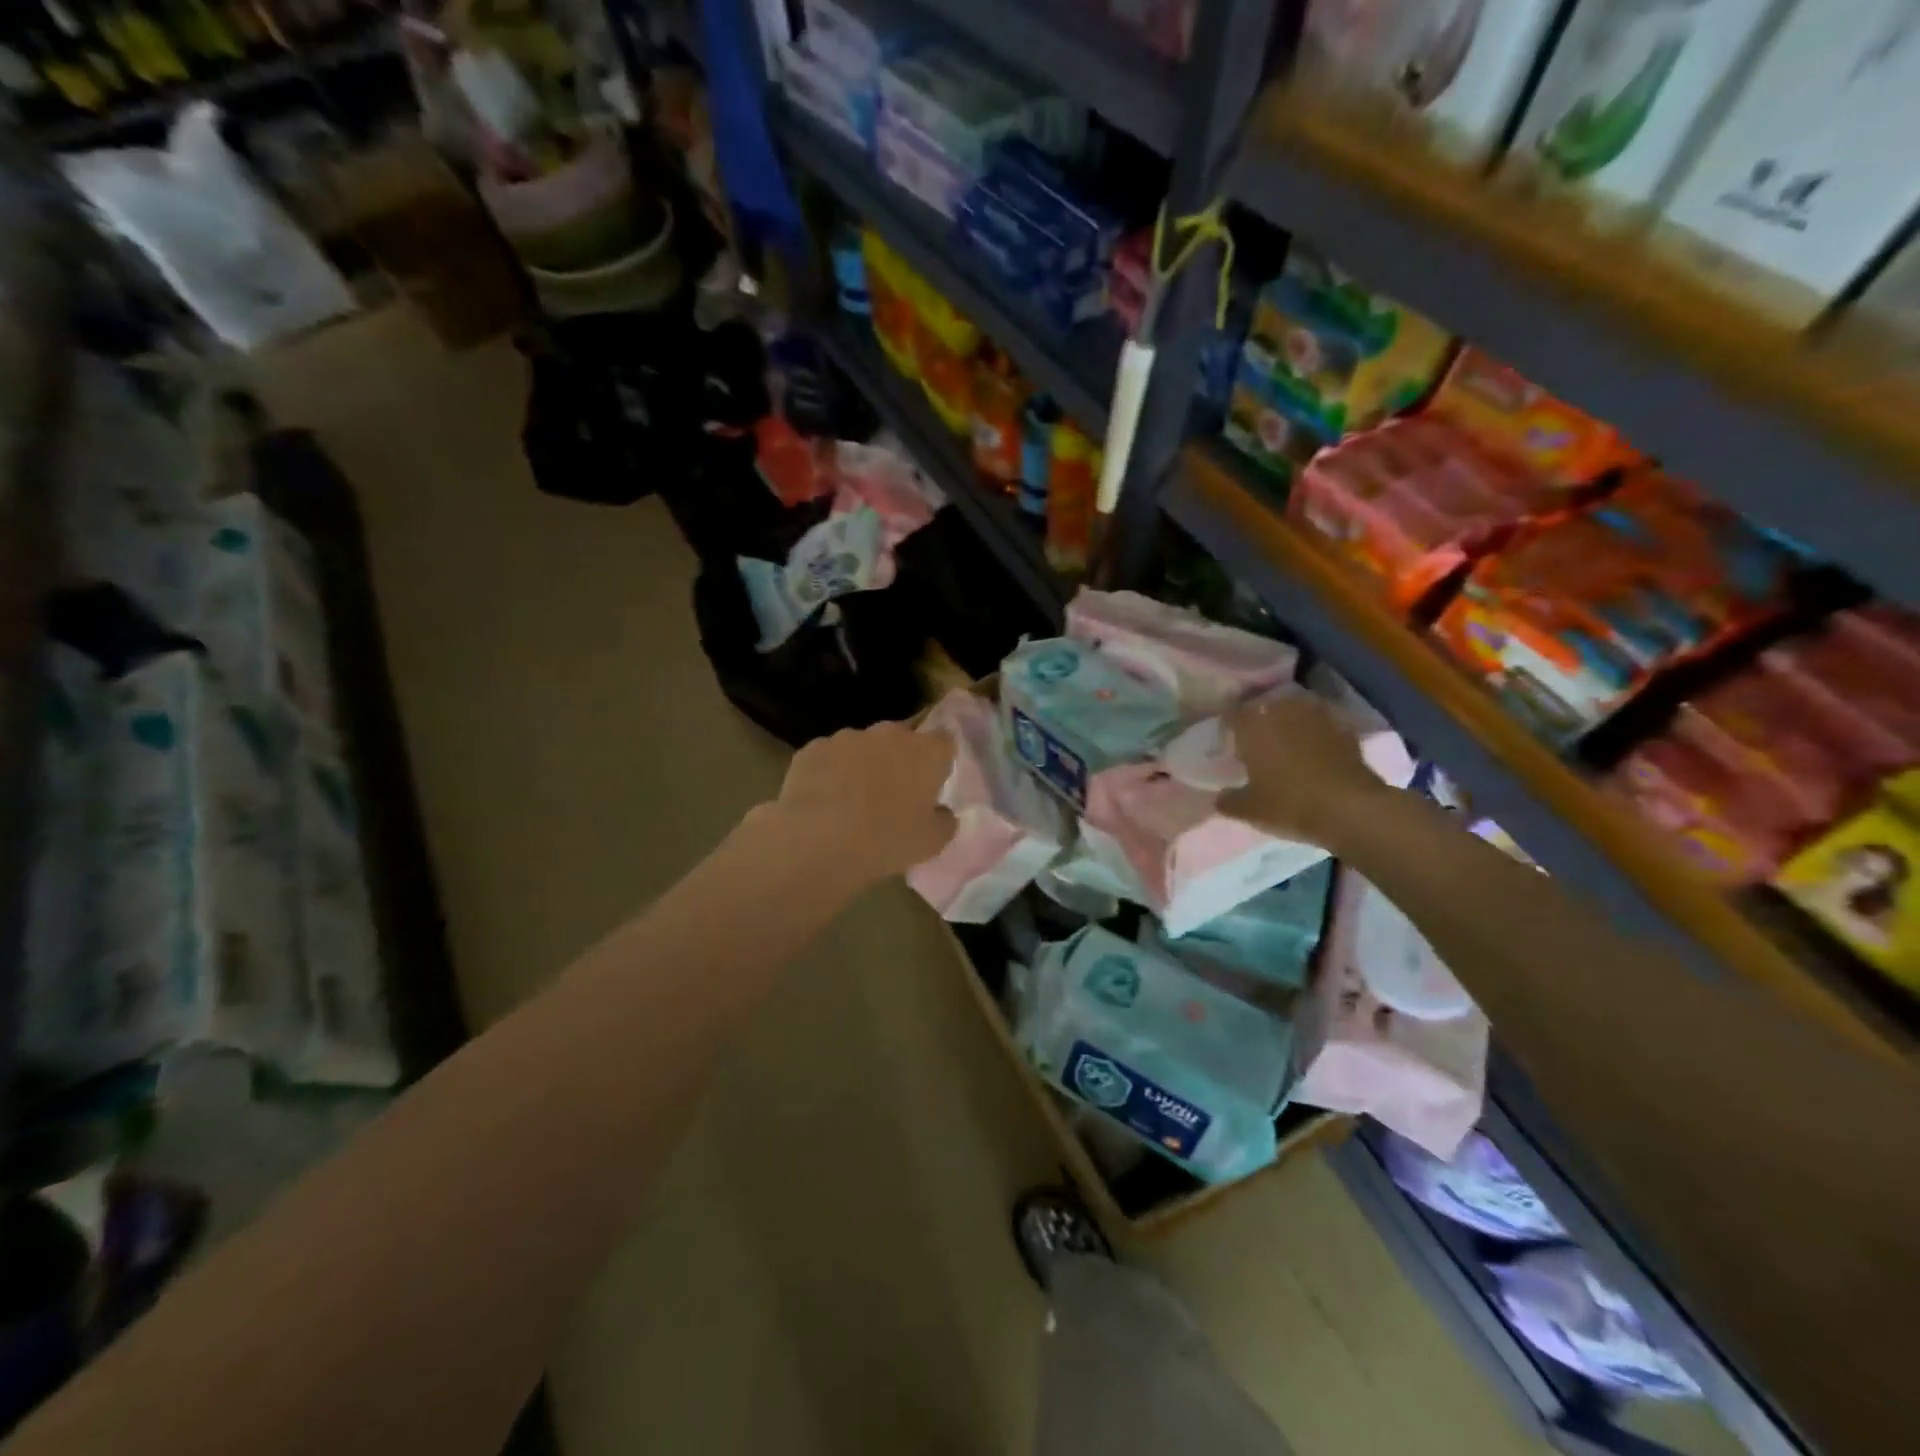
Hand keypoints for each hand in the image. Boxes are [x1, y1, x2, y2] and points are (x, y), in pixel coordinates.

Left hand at [765, 720, 955, 883]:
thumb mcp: (932, 843)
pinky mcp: (813, 748)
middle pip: (902, 738)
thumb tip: (942, 811)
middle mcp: (888, 734)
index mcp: (925, 752)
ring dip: (864, 763)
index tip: (933, 781)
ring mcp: (847, 737)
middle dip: (900, 758)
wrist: (817, 842)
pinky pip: (830, 757)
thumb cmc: (886, 840)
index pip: (944, 741)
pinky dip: (831, 772)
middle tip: (894, 793)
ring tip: (853, 799)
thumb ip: (945, 821)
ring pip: (863, 746)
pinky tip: (824, 800)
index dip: (940, 759)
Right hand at [1218, 692, 1387, 848]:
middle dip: (1259, 720)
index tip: (1227, 739)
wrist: (1351, 808)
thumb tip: (1218, 797)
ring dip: (1288, 721)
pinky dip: (1315, 733)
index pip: (1232, 714)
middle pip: (1264, 707)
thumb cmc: (1290, 804)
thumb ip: (1228, 801)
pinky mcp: (1344, 728)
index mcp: (1253, 726)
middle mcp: (1283, 712)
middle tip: (1256, 740)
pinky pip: (1321, 724)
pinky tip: (1314, 750)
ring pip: (1295, 710)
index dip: (1227, 725)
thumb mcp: (1250, 810)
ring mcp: (1316, 716)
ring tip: (1286, 741)